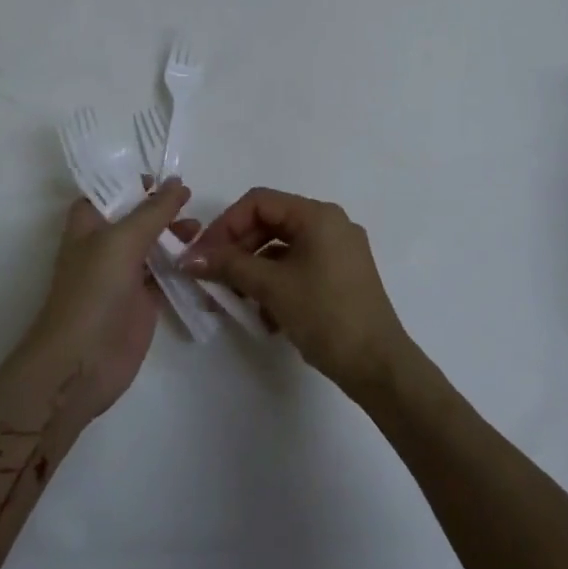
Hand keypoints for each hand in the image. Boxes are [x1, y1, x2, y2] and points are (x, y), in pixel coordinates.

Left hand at [22, 180, 196, 418]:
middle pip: (136, 217)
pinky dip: (182, 265)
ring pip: (152, 245)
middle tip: (191, 204)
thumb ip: (153, 211)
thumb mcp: (122, 240)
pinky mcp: (141, 301)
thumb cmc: (93, 290)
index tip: (166, 177)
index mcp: (88, 224)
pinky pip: (165, 275)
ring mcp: (123, 275)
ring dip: (175, 235)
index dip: (132, 182)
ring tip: (200, 232)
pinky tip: (204, 258)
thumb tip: (177, 182)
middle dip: (162, 208)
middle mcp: (104, 245)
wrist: (82, 362)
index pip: (109, 191)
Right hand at [180, 188, 412, 396]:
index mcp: (318, 216)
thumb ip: (229, 265)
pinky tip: (264, 315)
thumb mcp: (272, 287)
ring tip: (234, 299)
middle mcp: (331, 224)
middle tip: (212, 276)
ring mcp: (339, 251)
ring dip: (253, 269)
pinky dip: (275, 283)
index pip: (258, 202)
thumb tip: (189, 258)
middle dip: (237, 249)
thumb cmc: (325, 315)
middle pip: (270, 223)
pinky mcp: (341, 276)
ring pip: (282, 248)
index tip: (202, 254)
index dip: (224, 225)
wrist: (378, 365)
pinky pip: (298, 267)